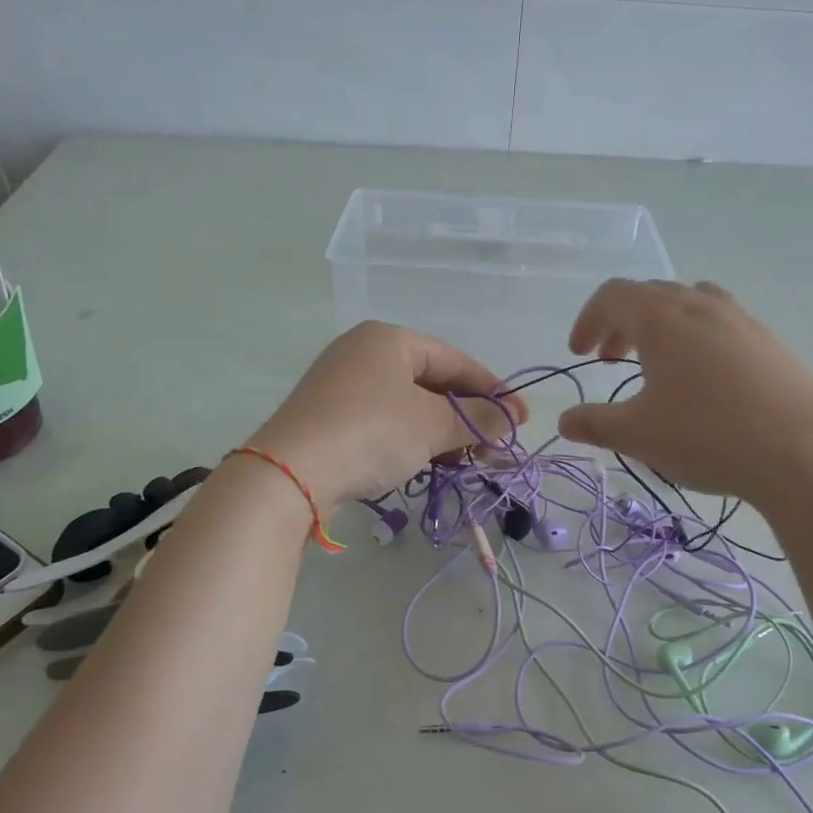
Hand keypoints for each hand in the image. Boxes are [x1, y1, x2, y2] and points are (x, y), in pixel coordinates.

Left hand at [248, 321, 525, 506]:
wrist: (292, 473)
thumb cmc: (372, 432)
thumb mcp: (433, 424)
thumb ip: (477, 418)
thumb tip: (510, 420)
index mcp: (389, 339)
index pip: (454, 359)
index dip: (493, 390)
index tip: (521, 419)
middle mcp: (363, 353)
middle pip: (431, 382)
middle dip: (467, 416)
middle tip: (495, 445)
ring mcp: (341, 386)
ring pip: (408, 406)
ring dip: (442, 432)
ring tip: (467, 461)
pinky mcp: (329, 418)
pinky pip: (384, 422)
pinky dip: (412, 440)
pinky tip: (430, 463)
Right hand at [557, 280, 812, 502]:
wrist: (806, 451)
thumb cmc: (707, 435)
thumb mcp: (638, 435)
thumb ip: (595, 424)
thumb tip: (565, 421)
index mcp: (661, 318)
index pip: (613, 296)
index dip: (588, 319)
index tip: (579, 353)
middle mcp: (701, 306)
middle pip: (651, 295)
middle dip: (621, 323)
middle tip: (610, 359)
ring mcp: (741, 321)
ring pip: (689, 305)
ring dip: (661, 328)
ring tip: (656, 364)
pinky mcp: (770, 344)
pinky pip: (720, 325)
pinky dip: (695, 340)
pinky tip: (703, 383)